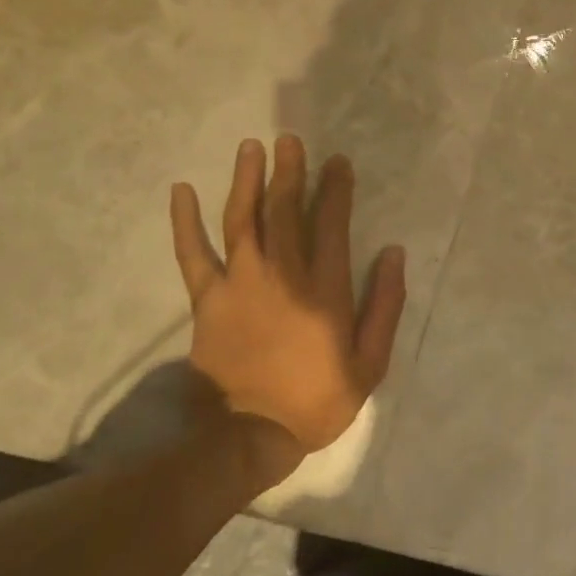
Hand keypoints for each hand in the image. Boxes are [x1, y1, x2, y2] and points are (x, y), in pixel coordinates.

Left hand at [170, 135, 404, 451]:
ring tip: (251, 148)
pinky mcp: (207, 300)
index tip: (337, 162)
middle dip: (290, 172)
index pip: (331, 224)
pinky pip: (193, 254)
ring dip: (247, 180)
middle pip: (284, 211)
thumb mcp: (371, 360)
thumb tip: (393, 253)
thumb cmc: (319, 398)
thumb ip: (385, 304)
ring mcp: (240, 284)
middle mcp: (282, 274)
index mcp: (324, 288)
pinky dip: (185, 222)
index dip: (335, 189)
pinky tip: (182, 190)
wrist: (250, 435)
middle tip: (290, 140)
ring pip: (242, 220)